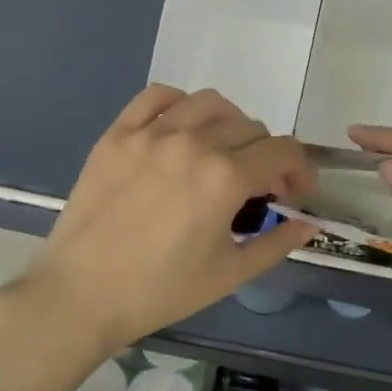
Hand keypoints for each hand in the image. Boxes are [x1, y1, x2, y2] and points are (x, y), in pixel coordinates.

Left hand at [19, 86, 316, 350]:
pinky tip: (182, 127)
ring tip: (225, 152)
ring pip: (210, 104)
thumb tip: (310, 224)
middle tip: (259, 188)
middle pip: (251, 128)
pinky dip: (180, 104)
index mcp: (225, 177)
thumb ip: (277, 243)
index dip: (301, 170)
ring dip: (231, 124)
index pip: (284, 151)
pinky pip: (157, 97)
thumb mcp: (229, 274)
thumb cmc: (160, 290)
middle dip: (268, 156)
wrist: (81, 294)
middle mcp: (193, 143)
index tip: (295, 194)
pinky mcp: (118, 134)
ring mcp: (152, 134)